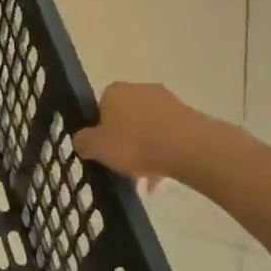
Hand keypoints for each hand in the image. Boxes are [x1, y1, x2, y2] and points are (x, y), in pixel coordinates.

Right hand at [73, 82, 200, 187]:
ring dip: (144, 151)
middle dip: (124, 143)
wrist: (187, 147)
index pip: (100, 108)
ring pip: (148, 129)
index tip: (103, 152)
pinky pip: (168, 136)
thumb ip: (83, 142)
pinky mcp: (188, 116)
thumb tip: (83, 140)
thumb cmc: (134, 143)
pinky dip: (163, 153)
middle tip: (122, 168)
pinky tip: (161, 178)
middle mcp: (139, 89)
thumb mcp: (95, 147)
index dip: (100, 131)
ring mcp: (166, 101)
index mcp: (114, 91)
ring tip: (144, 181)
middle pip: (125, 118)